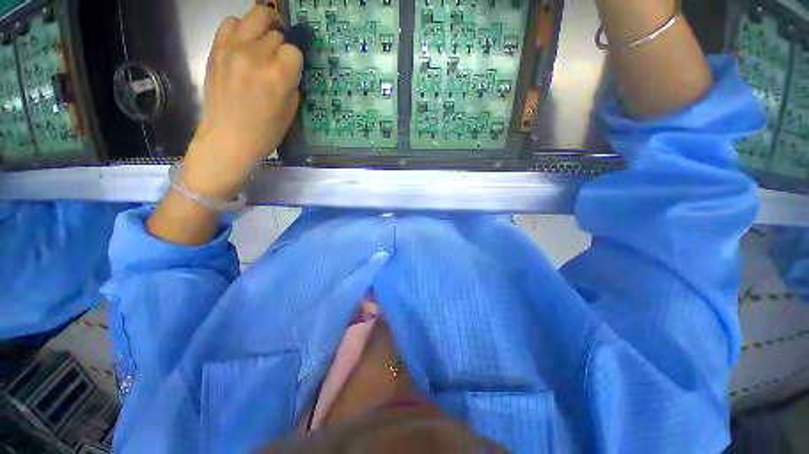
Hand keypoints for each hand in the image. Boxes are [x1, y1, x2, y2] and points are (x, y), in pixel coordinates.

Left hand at [183, 4, 302, 198]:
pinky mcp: (216, 49)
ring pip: (255, 16)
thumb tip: (291, 68)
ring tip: (264, 41)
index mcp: (278, 75)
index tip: (293, 71)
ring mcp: (232, 48)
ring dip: (264, 27)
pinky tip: (245, 43)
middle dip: (281, 44)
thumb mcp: (290, 112)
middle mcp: (255, 55)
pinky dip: (242, 28)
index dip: (296, 61)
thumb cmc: (265, 133)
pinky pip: (231, 23)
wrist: (227, 139)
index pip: (294, 50)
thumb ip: (292, 85)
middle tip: (279, 58)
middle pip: (276, 31)